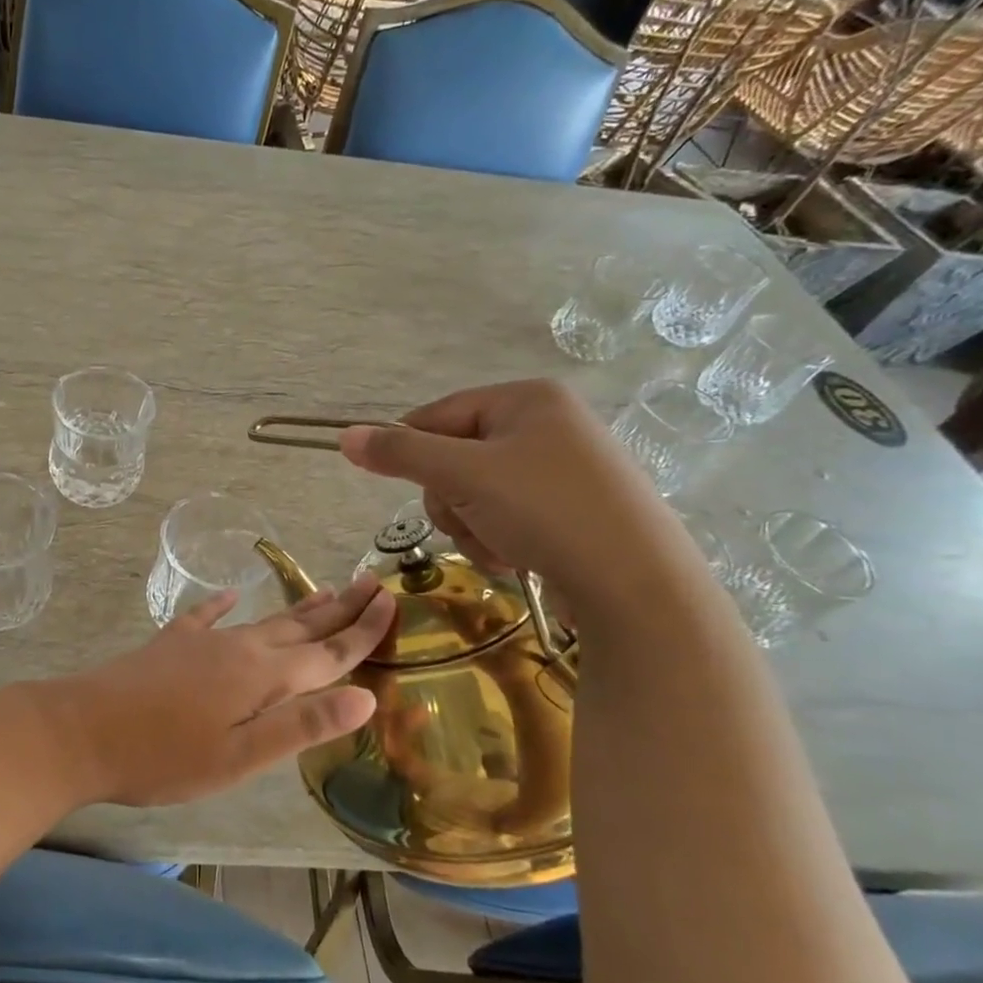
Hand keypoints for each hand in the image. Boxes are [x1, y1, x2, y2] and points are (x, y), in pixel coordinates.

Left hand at [48, 576, 394, 806]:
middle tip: (371, 582)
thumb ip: (301, 725)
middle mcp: (239, 648)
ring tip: (324, 591)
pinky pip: (206, 616)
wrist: (82, 731)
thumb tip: (365, 696)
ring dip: (297, 608)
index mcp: (262, 676)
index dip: (363, 630)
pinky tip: (229, 595)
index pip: (328, 652)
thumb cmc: (164, 757)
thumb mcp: (240, 756)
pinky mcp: (171, 644)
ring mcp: (201, 641)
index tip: (393, 601)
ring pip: (262, 620)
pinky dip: (223, 605)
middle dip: (340, 608)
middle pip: (300, 626)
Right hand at [338, 379, 703, 614]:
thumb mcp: (463, 475)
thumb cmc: (546, 511)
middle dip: (451, 499)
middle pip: (456, 457)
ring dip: (472, 525)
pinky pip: (508, 514)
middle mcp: (549, 424)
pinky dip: (500, 538)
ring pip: (477, 493)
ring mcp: (565, 469)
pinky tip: (519, 558)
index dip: (411, 450)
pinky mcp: (574, 509)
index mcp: (527, 399)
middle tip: (468, 520)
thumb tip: (345, 436)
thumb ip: (401, 454)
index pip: (437, 414)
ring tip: (500, 546)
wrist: (637, 584)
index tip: (400, 485)